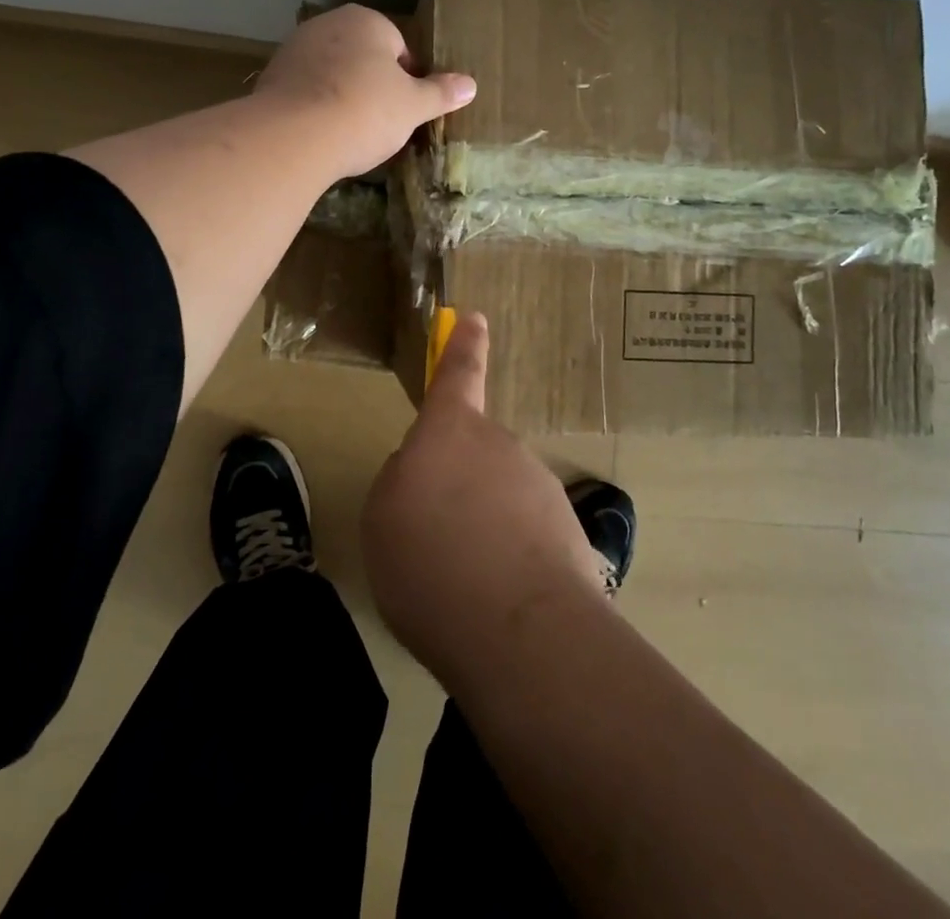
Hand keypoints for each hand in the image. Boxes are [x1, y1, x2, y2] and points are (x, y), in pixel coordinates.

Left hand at [254, 5, 474, 178]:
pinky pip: (304, 92)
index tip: (407, 109)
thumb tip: (470, 85)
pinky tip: (321, 135)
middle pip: (361, 57)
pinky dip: (314, 108)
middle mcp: (327, 25)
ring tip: (349, 132)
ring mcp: (294, 50)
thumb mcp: (413, 106)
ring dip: (342, 96)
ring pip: (331, 74)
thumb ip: (440, 93)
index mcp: (366, 21)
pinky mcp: (270, 78)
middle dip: (372, 84)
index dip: (407, 79)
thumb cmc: (365, 112)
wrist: (293, 137)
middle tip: (381, 122)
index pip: (398, 46)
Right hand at [362, 313, 604, 686]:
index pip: (458, 375)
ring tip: (462, 585)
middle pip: (472, 454)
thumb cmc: (429, 562)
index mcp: (449, 433)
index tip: (474, 318)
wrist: (520, 631)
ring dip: (481, 528)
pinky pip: (524, 536)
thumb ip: (399, 483)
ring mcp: (537, 486)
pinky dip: (509, 560)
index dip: (463, 346)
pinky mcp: (567, 531)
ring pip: (498, 498)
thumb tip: (422, 476)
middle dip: (456, 485)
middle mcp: (499, 446)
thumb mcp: (381, 520)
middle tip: (433, 542)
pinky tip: (497, 603)